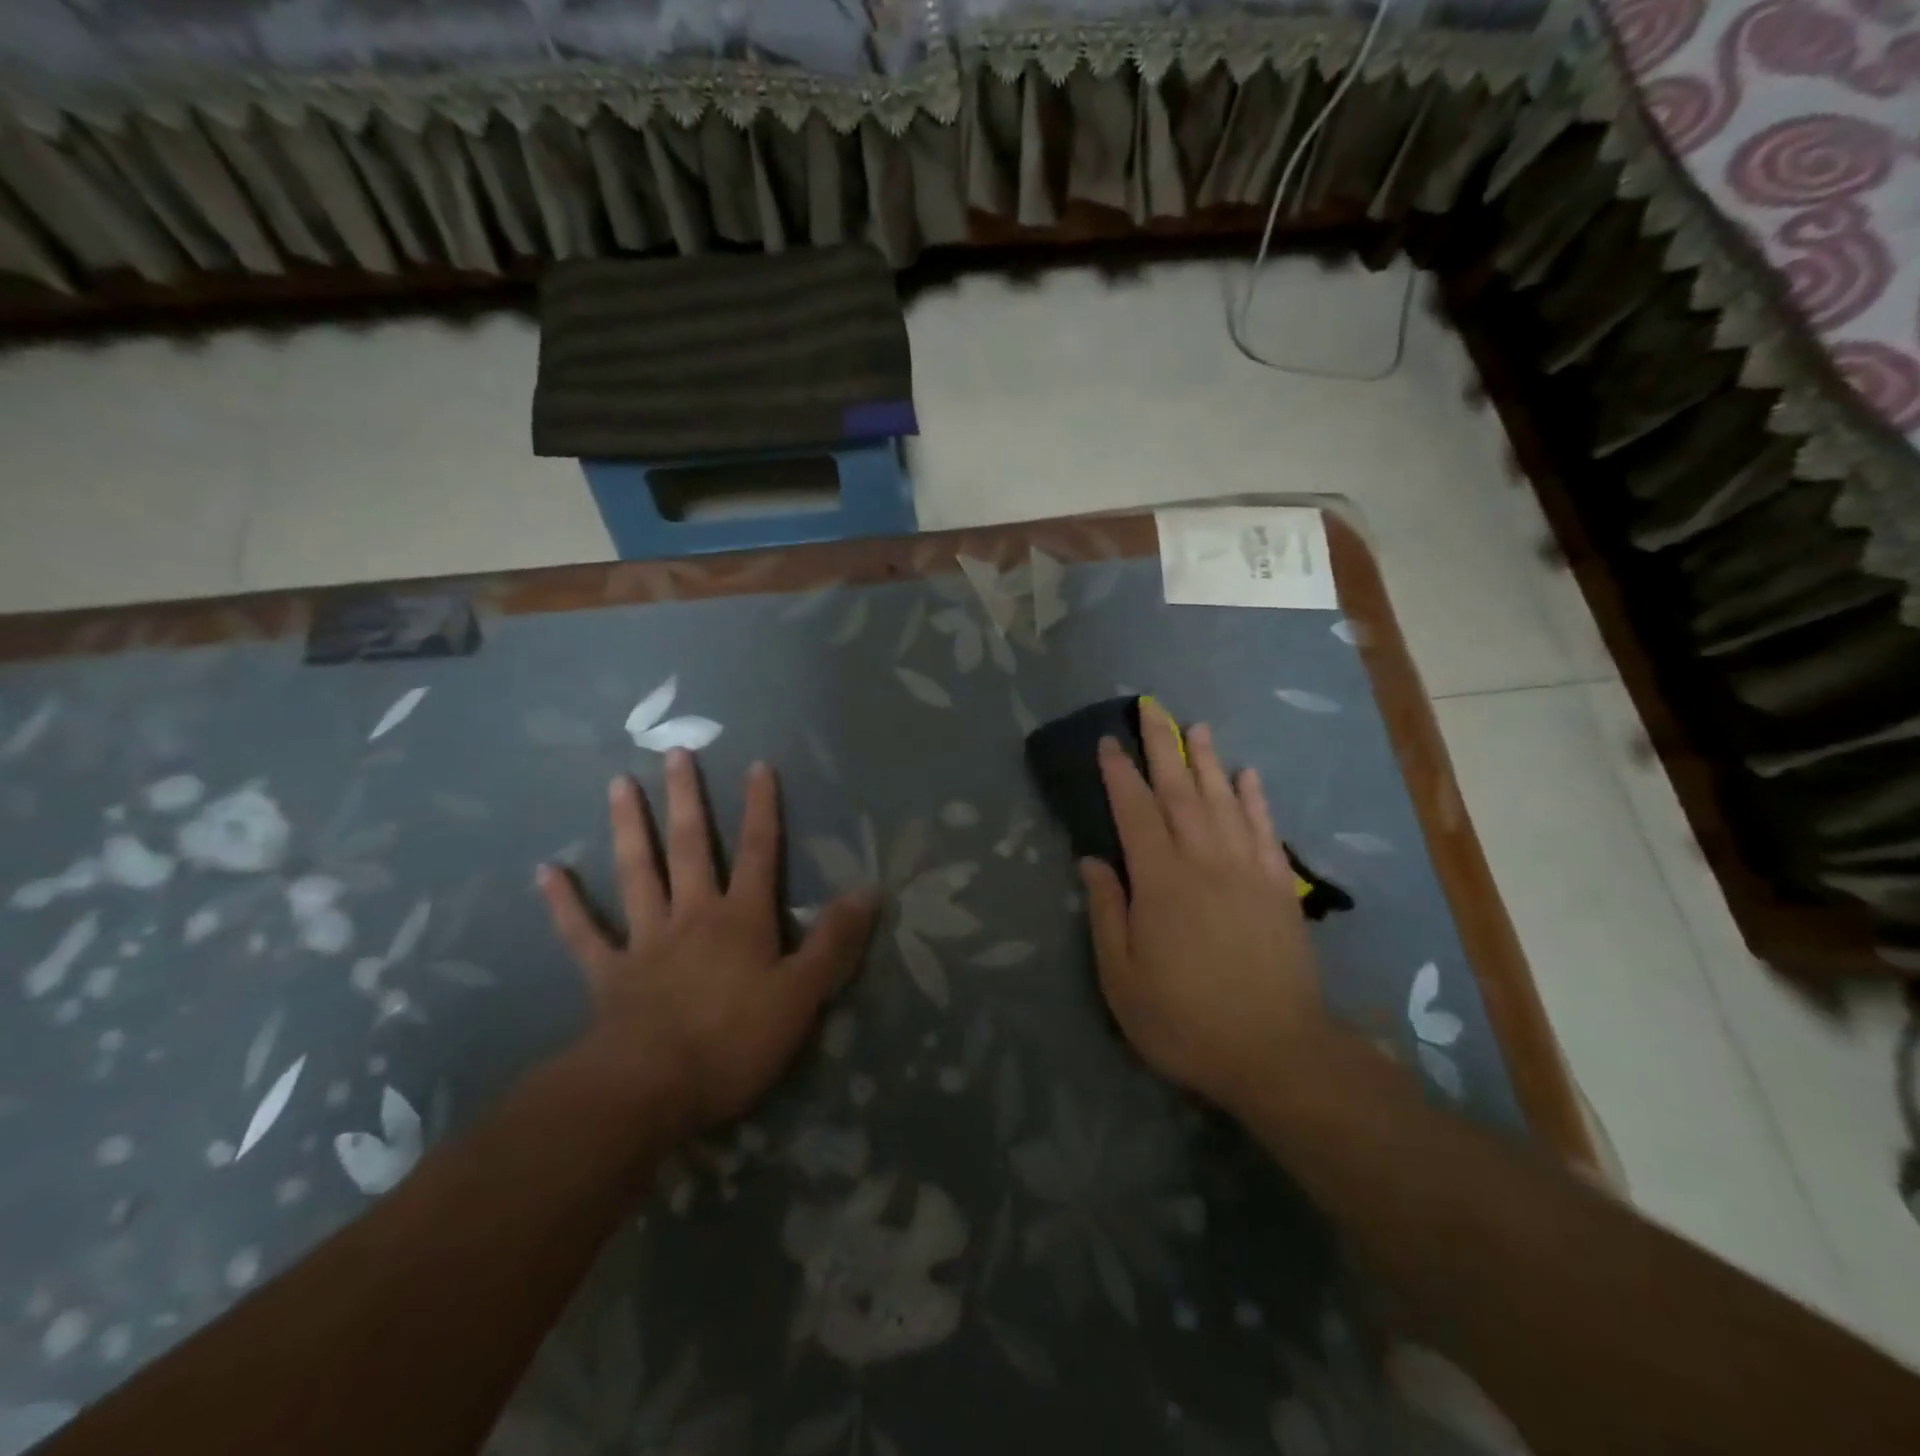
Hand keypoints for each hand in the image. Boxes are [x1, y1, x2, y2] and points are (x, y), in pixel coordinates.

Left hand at [538, 753, 876, 1134]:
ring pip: (637, 873)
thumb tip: (870, 890)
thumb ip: (834, 942)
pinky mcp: (608, 973)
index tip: (758, 765)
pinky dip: (565, 902)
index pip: (761, 852)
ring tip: (618, 784)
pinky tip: (546, 871)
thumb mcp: (803, 995)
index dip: (762, 809)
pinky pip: (583, 932)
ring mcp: (645, 940)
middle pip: (691, 847)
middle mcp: (693, 915)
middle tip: (675, 752)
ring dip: (628, 828)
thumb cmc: (734, 1041)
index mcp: (742, 919)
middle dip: (687, 799)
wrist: (648, 1090)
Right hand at [1080, 704, 1330, 1115]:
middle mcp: (1205, 860)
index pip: (1135, 810)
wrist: (1276, 1053)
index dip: (1120, 773)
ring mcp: (1248, 869)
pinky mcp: (1280, 887)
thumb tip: (1093, 860)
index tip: (1108, 741)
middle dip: (1163, 744)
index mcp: (1161, 880)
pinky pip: (1266, 829)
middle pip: (1180, 789)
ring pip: (1224, 799)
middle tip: (1151, 707)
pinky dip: (1256, 798)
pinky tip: (1249, 775)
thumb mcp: (1121, 978)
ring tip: (1197, 727)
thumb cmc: (1184, 1019)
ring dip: (1208, 760)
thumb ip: (1107, 912)